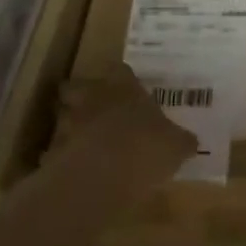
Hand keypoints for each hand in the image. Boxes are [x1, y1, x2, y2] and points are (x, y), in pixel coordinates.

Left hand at [49, 64, 198, 180]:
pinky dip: (62, 155)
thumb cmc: (147, 147)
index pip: (121, 71)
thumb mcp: (176, 146)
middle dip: (82, 95)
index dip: (123, 79)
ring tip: (81, 139)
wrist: (104, 173)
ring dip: (69, 124)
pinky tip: (74, 168)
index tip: (127, 87)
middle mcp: (94, 98)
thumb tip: (190, 142)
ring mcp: (70, 122)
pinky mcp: (54, 149)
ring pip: (62, 114)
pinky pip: (55, 149)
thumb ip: (180, 141)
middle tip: (94, 108)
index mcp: (125, 89)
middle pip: (77, 86)